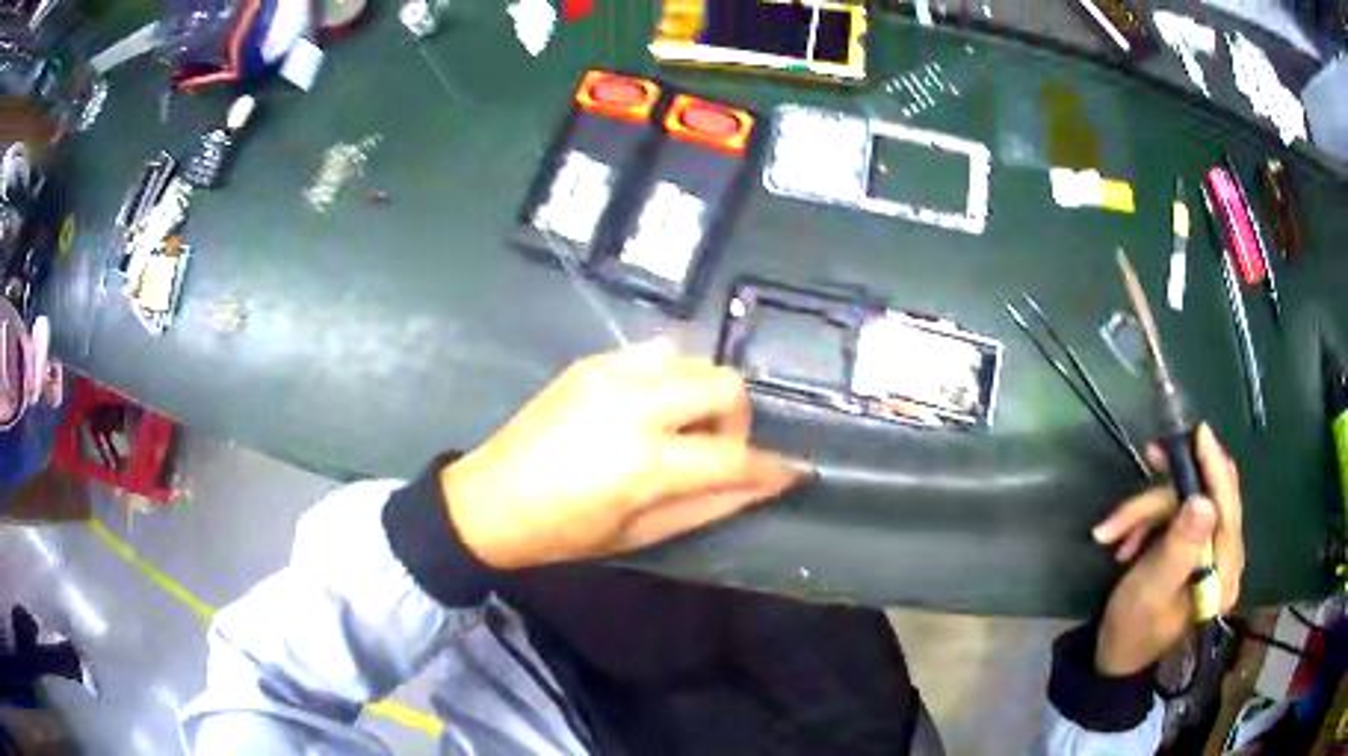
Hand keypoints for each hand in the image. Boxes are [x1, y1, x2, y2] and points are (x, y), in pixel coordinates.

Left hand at [441, 341, 806, 568]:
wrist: (490, 500)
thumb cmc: (565, 532)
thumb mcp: (640, 534)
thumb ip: (709, 506)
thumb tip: (761, 486)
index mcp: (647, 462)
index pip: (735, 457)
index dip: (771, 469)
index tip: (790, 474)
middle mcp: (637, 404)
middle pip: (726, 386)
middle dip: (737, 422)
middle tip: (714, 452)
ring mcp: (612, 374)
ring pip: (695, 361)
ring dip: (703, 395)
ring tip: (678, 428)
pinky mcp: (592, 362)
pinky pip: (656, 352)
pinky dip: (670, 377)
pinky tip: (647, 407)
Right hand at [1089, 424, 1244, 675]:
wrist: (1113, 656)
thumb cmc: (1132, 629)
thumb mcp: (1152, 589)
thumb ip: (1180, 548)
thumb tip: (1203, 502)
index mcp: (1223, 572)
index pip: (1228, 505)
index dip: (1215, 465)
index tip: (1199, 431)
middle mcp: (1224, 558)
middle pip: (1207, 497)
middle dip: (1170, 486)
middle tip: (1148, 457)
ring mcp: (1209, 554)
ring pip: (1185, 505)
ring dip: (1147, 510)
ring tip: (1111, 530)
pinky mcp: (1193, 551)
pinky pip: (1175, 517)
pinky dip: (1147, 522)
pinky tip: (1124, 540)